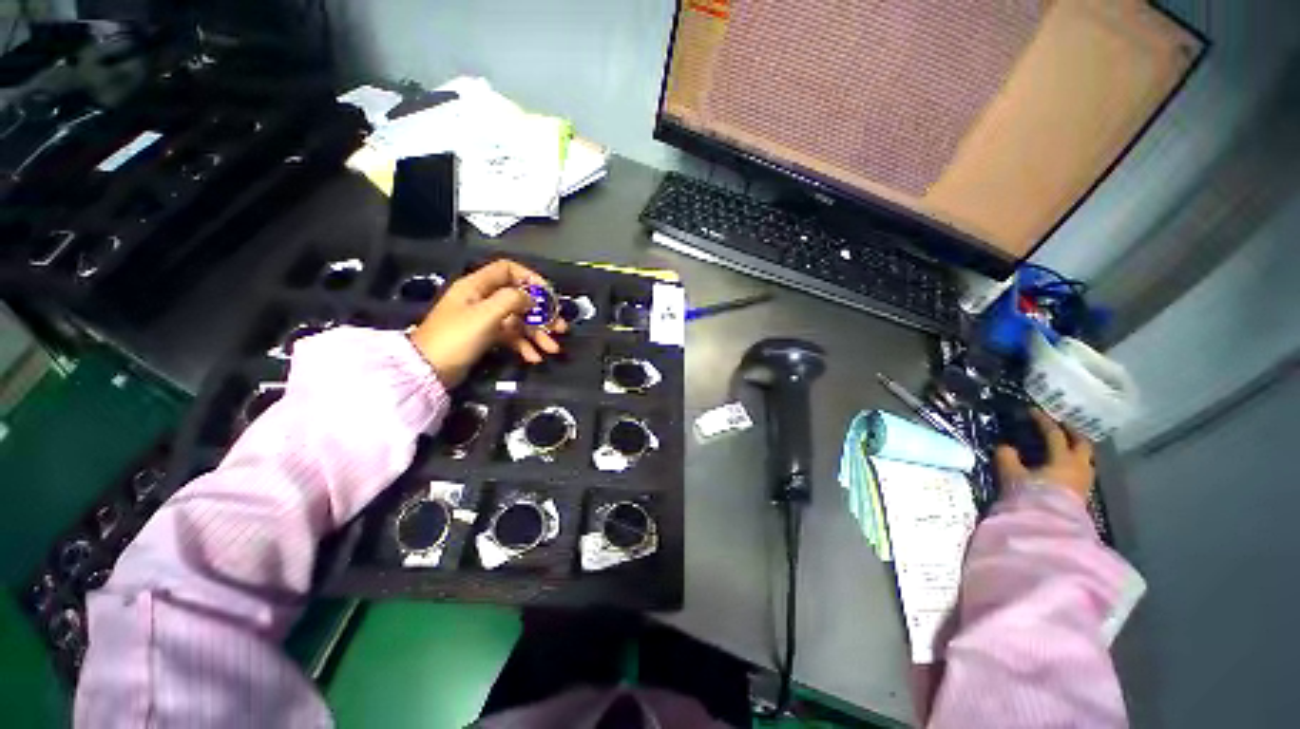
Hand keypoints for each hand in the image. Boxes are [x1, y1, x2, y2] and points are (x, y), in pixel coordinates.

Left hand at [410, 259, 567, 387]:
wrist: (429, 370)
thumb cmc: (456, 337)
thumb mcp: (486, 314)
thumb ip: (512, 300)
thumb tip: (532, 298)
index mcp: (477, 286)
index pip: (508, 270)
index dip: (530, 278)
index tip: (549, 294)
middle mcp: (483, 299)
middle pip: (519, 299)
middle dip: (542, 314)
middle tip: (560, 327)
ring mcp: (485, 319)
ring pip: (519, 321)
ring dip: (537, 334)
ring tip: (552, 349)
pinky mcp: (486, 337)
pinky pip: (511, 337)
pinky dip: (524, 346)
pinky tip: (534, 358)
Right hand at [994, 409, 1094, 501]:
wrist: (1049, 529)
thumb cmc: (1031, 497)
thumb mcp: (1012, 476)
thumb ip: (1007, 458)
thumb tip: (1005, 447)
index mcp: (1063, 458)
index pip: (1054, 434)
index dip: (1042, 421)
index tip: (1032, 411)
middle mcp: (1079, 467)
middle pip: (1082, 444)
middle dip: (1071, 433)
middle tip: (1059, 426)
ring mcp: (1084, 482)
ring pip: (1086, 459)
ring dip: (1076, 450)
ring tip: (1063, 447)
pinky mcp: (1082, 495)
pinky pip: (1082, 471)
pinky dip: (1074, 463)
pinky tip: (1063, 467)